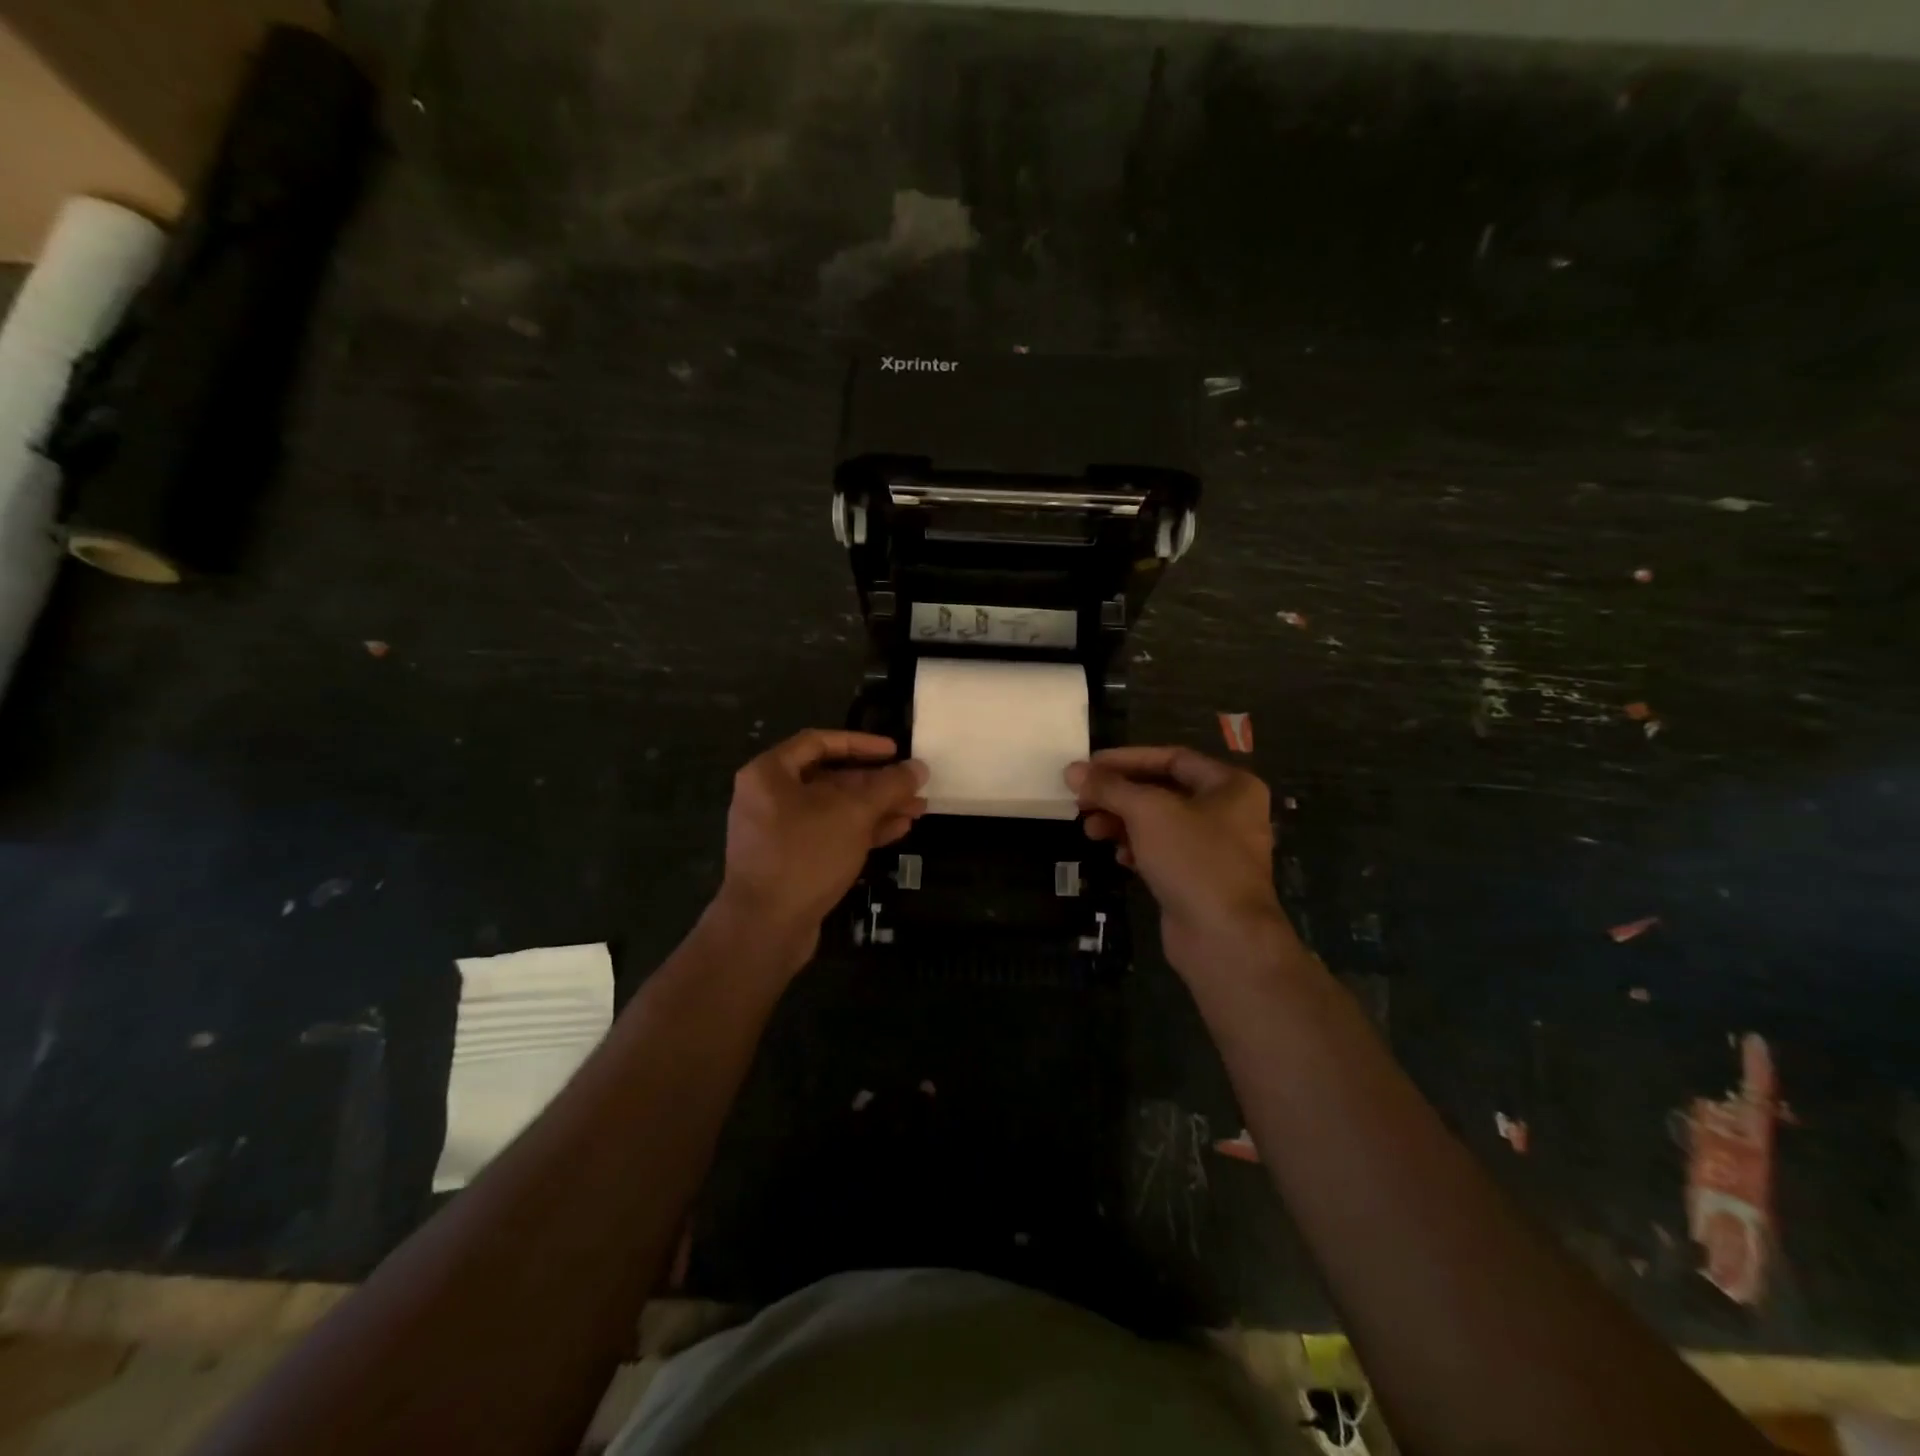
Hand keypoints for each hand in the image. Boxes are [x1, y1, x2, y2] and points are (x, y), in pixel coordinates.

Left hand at [713, 729, 927, 970]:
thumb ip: (888, 786)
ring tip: (917, 810)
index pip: (819, 742)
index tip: (895, 751)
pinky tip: (898, 831)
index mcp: (770, 773)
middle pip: (830, 779)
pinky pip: (829, 834)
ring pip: (834, 810)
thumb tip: (919, 767)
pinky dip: (861, 830)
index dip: (861, 744)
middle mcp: (769, 797)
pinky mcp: (790, 861)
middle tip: (914, 786)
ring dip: (876, 808)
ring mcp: (778, 832)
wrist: (766, 927)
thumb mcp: (853, 814)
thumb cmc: (805, 855)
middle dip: (876, 783)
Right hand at [1065, 746, 1298, 981]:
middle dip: (1120, 796)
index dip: (1127, 760)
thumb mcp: (1147, 812)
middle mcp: (1230, 812)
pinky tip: (1119, 858)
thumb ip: (1109, 787)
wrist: (1224, 938)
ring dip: (1122, 823)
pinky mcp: (1202, 880)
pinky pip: (1165, 853)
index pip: (1171, 758)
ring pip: (1160, 824)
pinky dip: (1138, 850)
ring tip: (1091, 831)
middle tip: (1082, 802)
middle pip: (1163, 791)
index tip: (1089, 767)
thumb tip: (1072, 770)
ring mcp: (1217, 849)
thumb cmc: (1193, 859)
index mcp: (1231, 785)